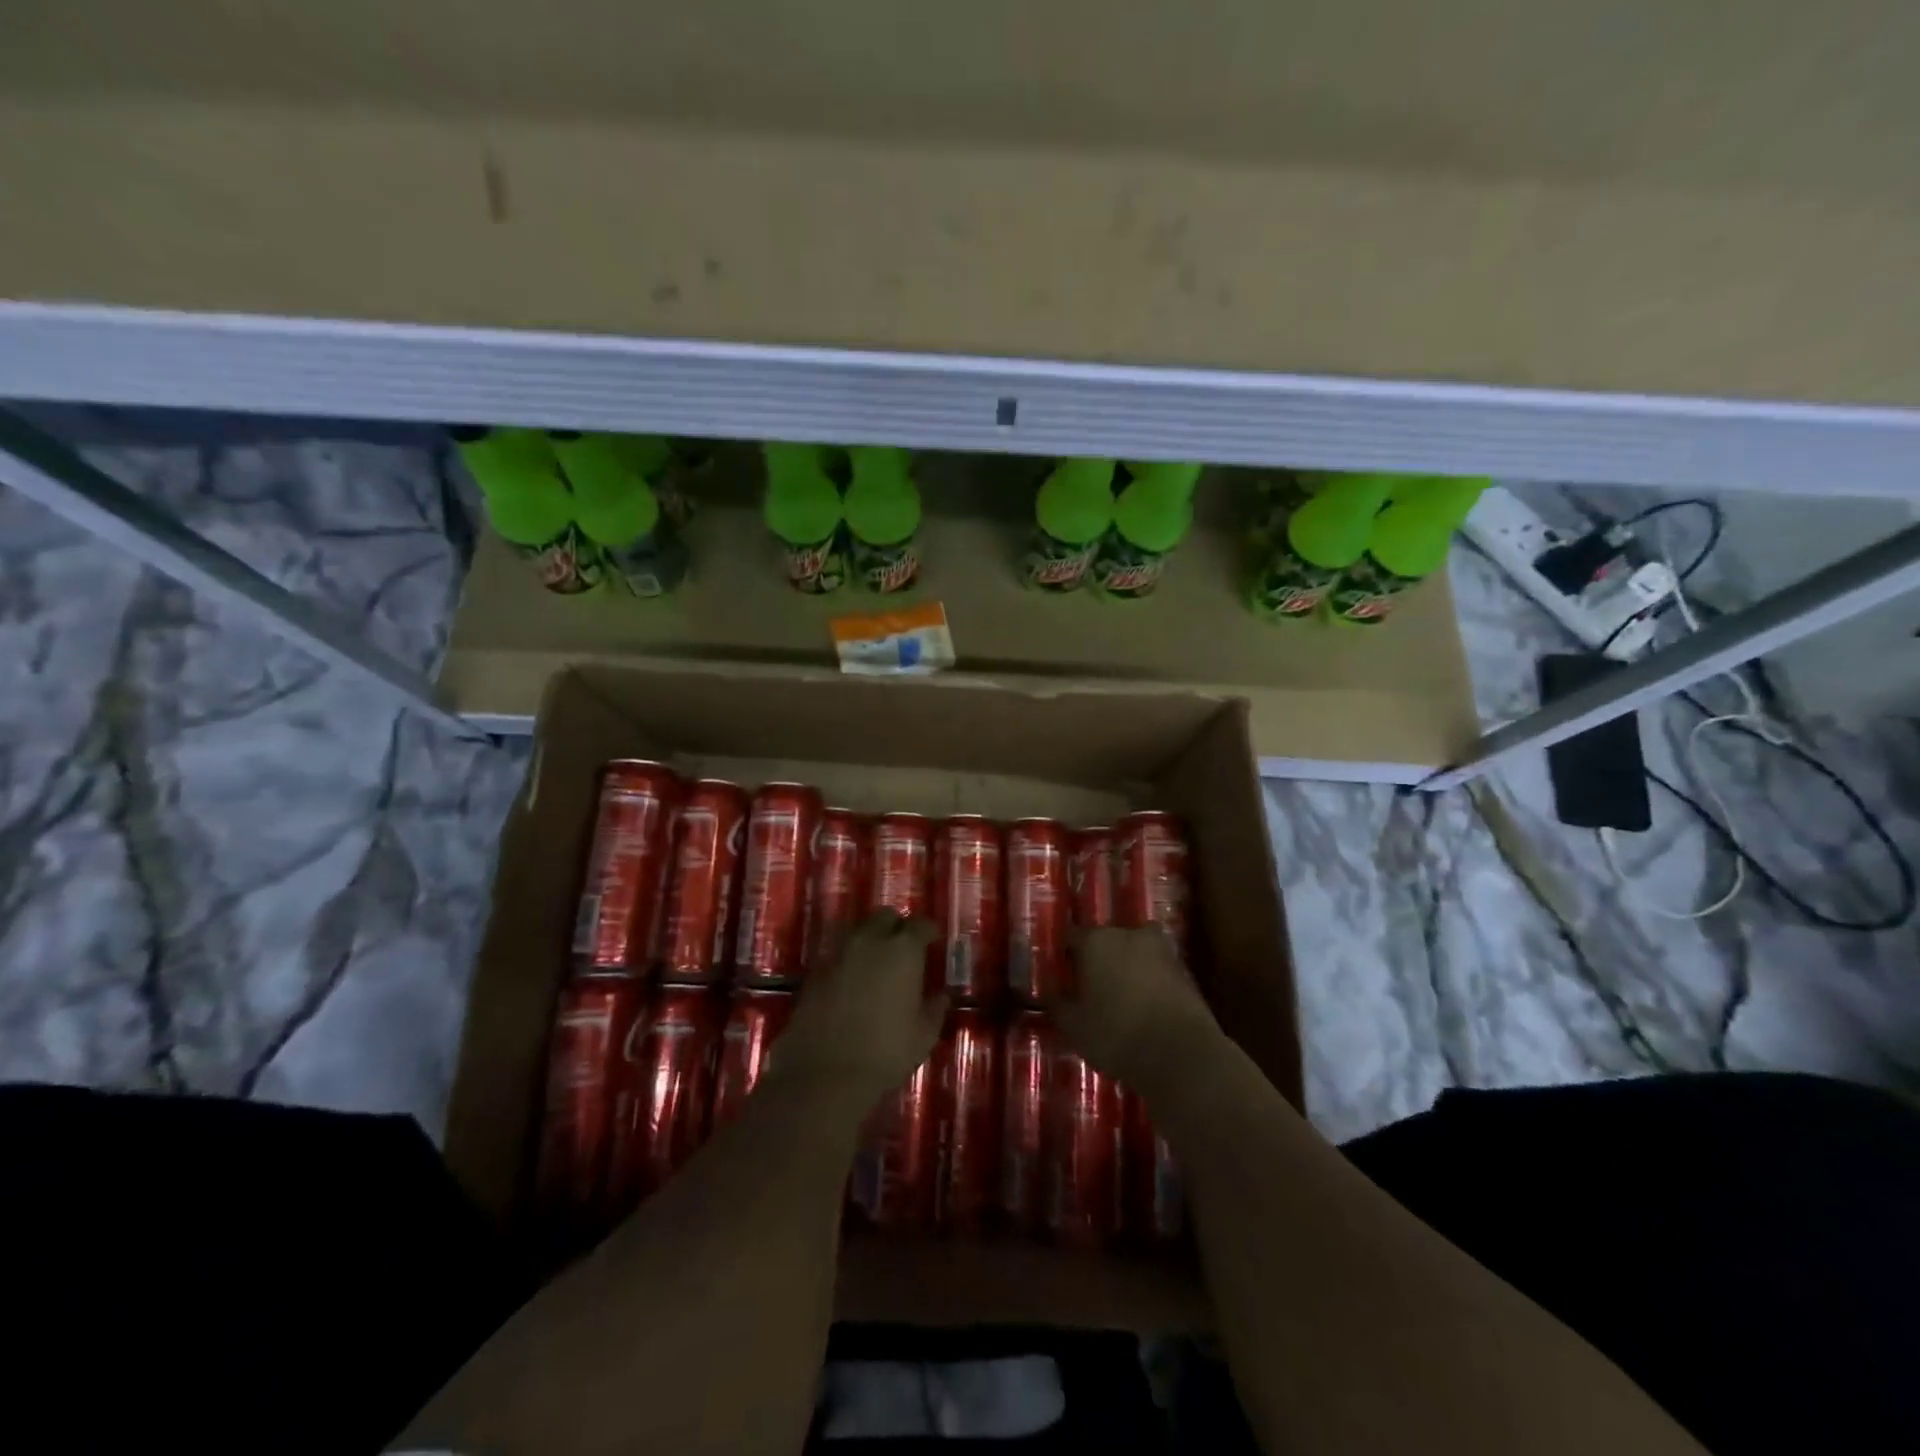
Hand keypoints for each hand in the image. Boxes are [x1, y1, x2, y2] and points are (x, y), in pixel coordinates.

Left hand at [769, 913, 943, 1103]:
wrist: (824, 1074)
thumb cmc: (885, 1053)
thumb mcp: (923, 1035)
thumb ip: (935, 1009)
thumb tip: (942, 995)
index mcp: (902, 951)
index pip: (920, 925)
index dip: (928, 931)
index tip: (933, 941)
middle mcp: (869, 941)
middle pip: (884, 916)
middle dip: (896, 927)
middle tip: (903, 948)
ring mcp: (838, 953)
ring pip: (857, 930)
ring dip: (870, 939)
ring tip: (876, 962)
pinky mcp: (814, 971)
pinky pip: (837, 953)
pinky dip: (848, 959)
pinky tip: (852, 980)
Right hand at [1052, 925, 1219, 1090]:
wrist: (1181, 1055)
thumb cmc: (1116, 1034)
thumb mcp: (1074, 1026)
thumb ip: (1058, 1004)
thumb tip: (1051, 992)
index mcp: (1095, 941)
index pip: (1071, 937)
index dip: (1065, 956)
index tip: (1062, 975)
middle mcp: (1128, 934)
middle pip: (1106, 940)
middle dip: (1098, 959)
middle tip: (1091, 987)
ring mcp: (1160, 949)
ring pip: (1134, 951)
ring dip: (1127, 967)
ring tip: (1120, 997)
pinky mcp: (1184, 969)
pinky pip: (1156, 968)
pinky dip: (1149, 980)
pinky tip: (1144, 1006)